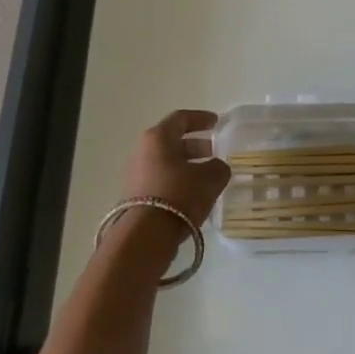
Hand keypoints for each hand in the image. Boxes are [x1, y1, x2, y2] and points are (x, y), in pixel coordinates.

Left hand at [120, 109, 231, 228]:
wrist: (145, 235)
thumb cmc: (179, 195)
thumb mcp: (210, 178)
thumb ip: (219, 167)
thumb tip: (216, 167)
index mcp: (158, 138)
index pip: (181, 119)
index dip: (201, 118)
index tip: (217, 122)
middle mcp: (142, 151)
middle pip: (172, 141)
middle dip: (196, 145)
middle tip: (216, 152)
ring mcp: (135, 174)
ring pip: (167, 162)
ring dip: (188, 165)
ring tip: (208, 176)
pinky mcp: (135, 196)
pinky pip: (161, 180)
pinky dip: (178, 181)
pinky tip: (194, 194)